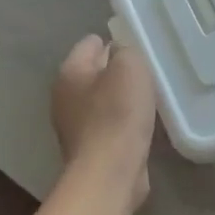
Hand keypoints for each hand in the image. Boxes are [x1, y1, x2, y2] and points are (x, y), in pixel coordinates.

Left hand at [51, 35, 156, 205]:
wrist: (110, 173)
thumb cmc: (118, 114)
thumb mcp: (130, 67)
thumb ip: (126, 51)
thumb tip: (121, 53)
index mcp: (69, 72)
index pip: (91, 43)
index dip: (117, 41)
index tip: (140, 49)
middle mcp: (65, 97)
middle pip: (96, 72)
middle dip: (119, 71)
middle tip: (148, 74)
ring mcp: (74, 126)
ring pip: (103, 100)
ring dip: (123, 99)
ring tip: (149, 100)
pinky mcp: (89, 149)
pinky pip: (109, 124)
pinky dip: (123, 123)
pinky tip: (142, 126)